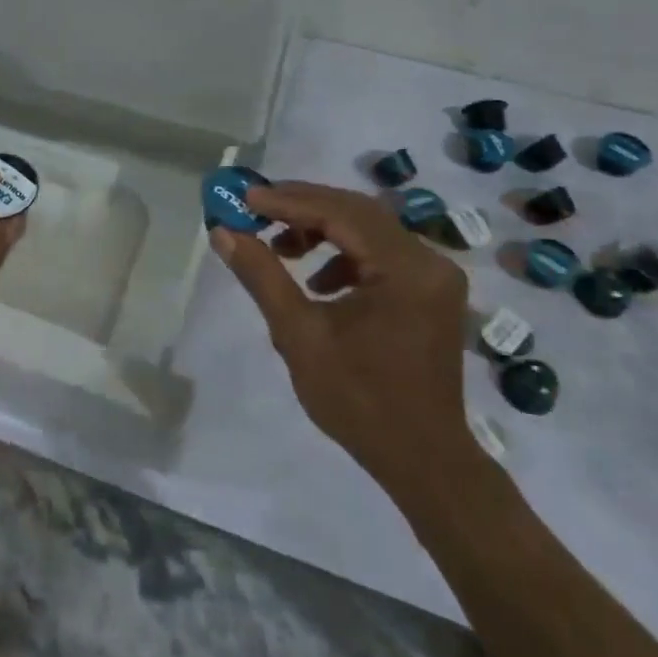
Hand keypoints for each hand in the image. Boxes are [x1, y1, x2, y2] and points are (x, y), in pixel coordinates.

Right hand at [209, 180, 472, 481]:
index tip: (245, 197)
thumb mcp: (299, 336)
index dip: (289, 201)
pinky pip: (381, 253)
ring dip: (322, 229)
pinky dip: (344, 254)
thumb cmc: (359, 401)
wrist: (422, 460)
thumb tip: (223, 232)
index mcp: (406, 269)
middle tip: (255, 208)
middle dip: (303, 207)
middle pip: (358, 212)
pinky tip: (317, 282)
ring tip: (281, 248)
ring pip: (369, 229)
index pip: (341, 213)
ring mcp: (434, 276)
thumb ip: (262, 276)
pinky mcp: (430, 291)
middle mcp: (429, 261)